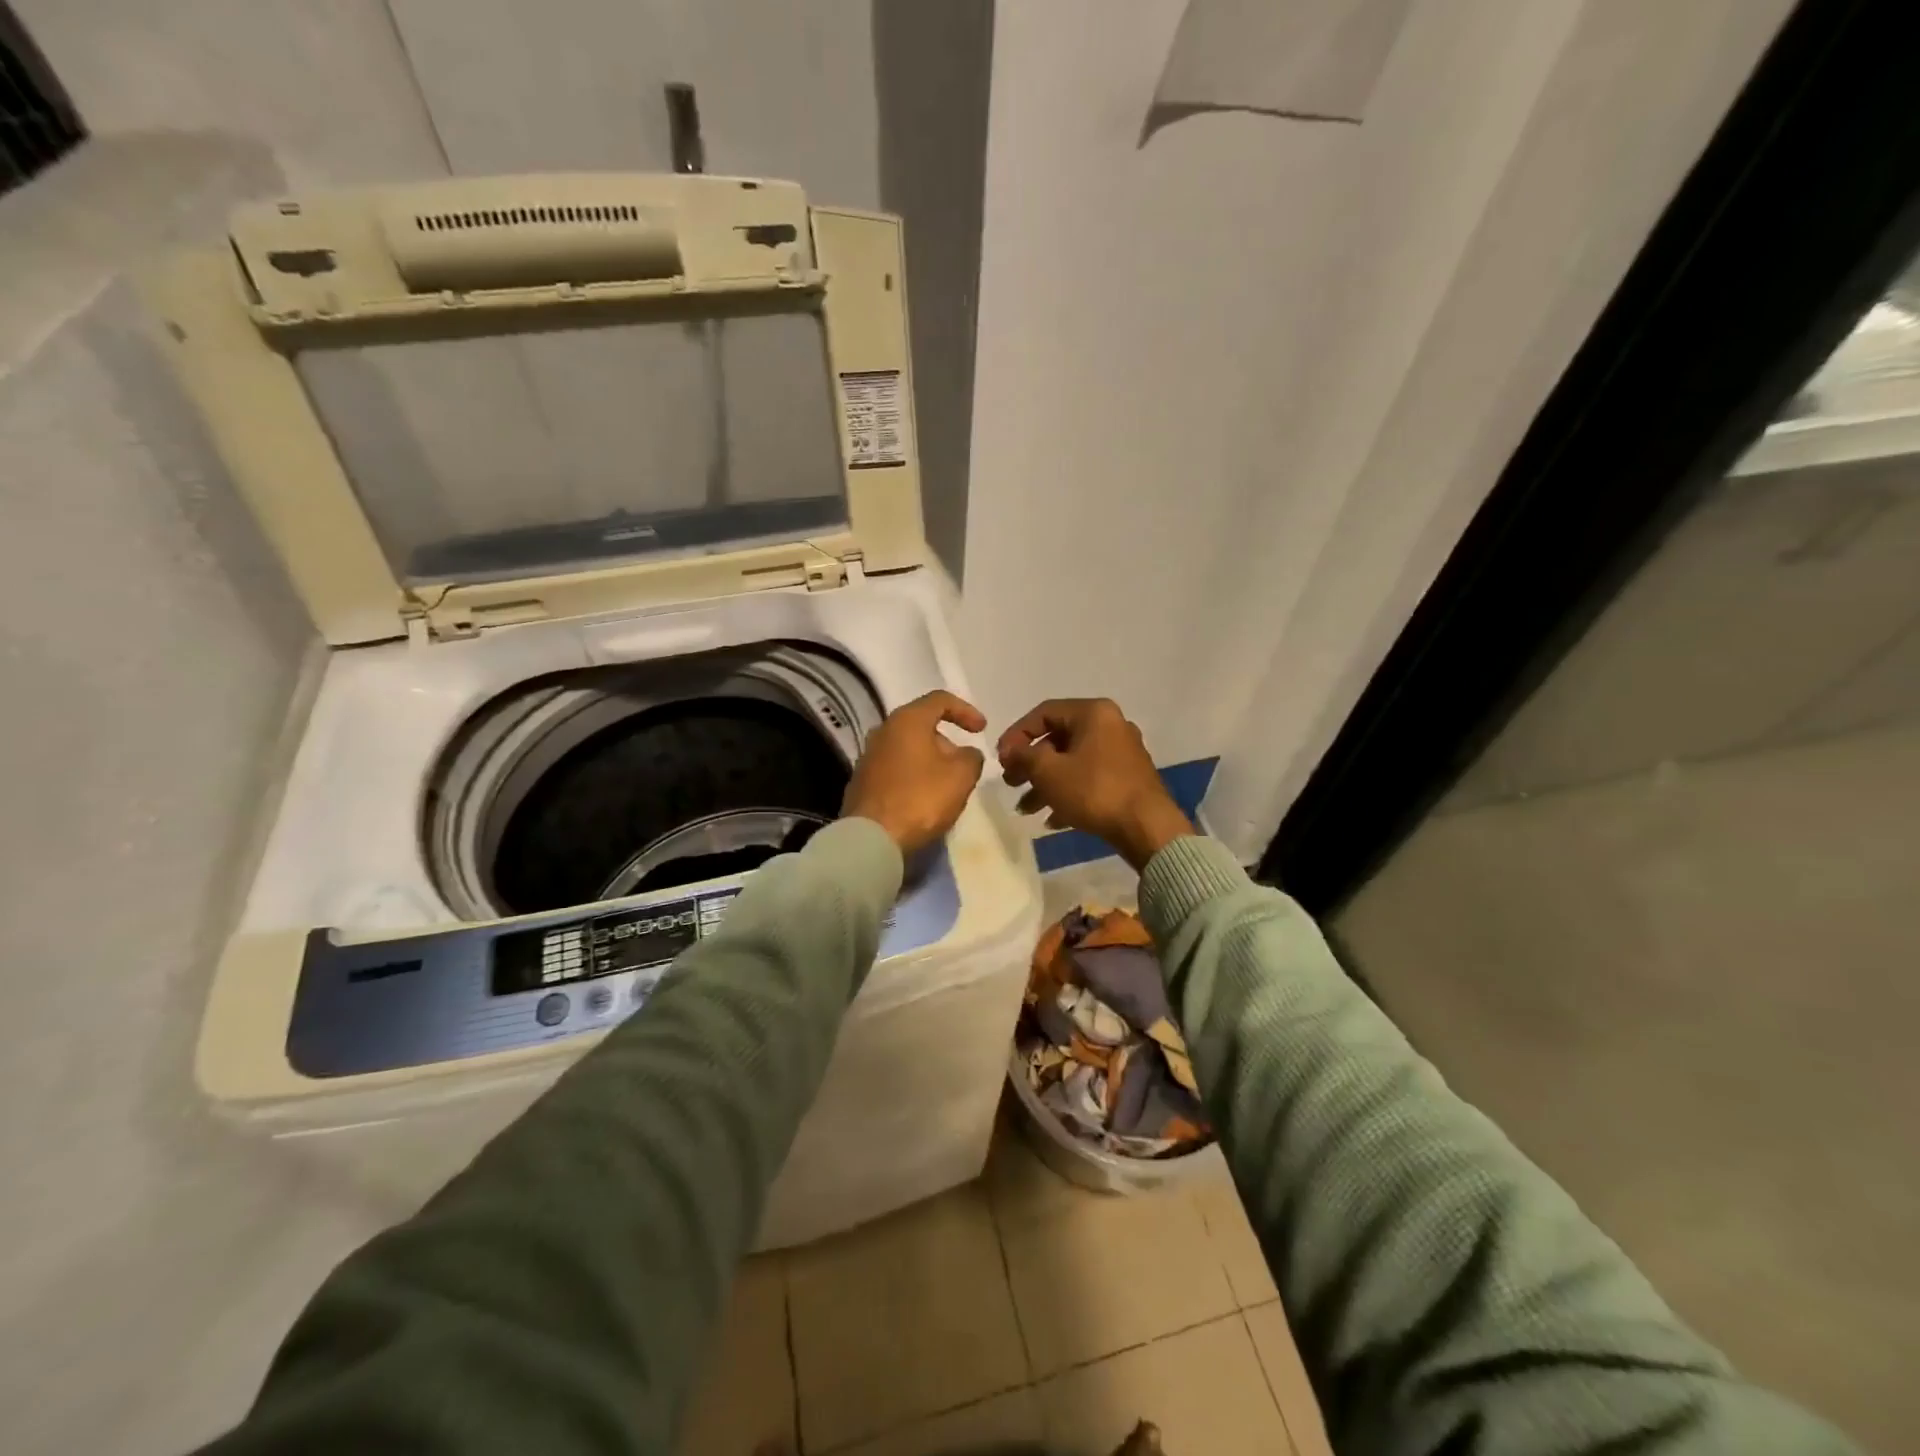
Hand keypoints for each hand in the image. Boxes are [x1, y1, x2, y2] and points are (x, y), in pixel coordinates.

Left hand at [843, 691, 987, 854]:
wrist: (872, 837)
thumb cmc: (920, 798)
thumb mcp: (961, 776)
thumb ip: (971, 757)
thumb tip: (966, 754)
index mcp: (907, 720)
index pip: (940, 700)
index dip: (966, 711)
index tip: (982, 730)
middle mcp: (883, 730)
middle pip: (921, 725)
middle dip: (947, 742)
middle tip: (963, 765)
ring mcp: (868, 756)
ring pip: (907, 749)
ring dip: (929, 761)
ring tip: (946, 785)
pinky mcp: (861, 781)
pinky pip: (895, 769)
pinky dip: (912, 776)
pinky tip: (923, 798)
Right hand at [997, 698, 1193, 870]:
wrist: (1147, 827)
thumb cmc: (1094, 791)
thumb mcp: (1049, 772)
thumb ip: (1023, 756)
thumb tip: (1010, 749)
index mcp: (1093, 713)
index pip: (1043, 712)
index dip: (1016, 734)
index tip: (1000, 759)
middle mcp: (1111, 725)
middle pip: (1058, 739)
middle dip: (1030, 764)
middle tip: (1011, 783)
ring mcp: (1122, 752)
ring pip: (1073, 762)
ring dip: (1046, 784)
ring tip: (1026, 808)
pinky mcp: (1128, 778)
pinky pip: (1090, 778)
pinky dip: (1069, 793)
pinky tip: (1053, 820)